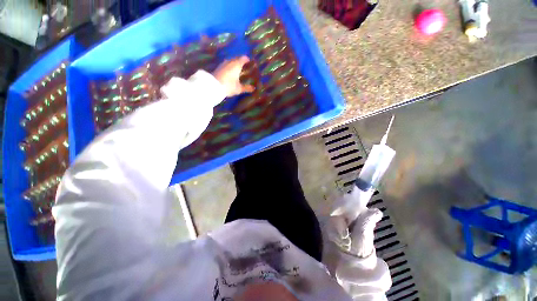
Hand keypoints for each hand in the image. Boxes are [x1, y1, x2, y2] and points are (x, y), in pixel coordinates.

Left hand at [213, 56, 254, 97]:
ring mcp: (223, 63)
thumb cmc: (229, 86)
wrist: (213, 86)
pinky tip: (230, 72)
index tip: (250, 63)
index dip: (247, 60)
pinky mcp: (218, 67)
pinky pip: (226, 65)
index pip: (244, 58)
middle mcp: (230, 61)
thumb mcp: (239, 88)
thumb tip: (253, 88)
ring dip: (234, 64)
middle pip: (237, 58)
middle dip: (241, 62)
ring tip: (238, 70)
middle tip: (245, 67)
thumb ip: (246, 88)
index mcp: (237, 64)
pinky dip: (229, 67)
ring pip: (231, 61)